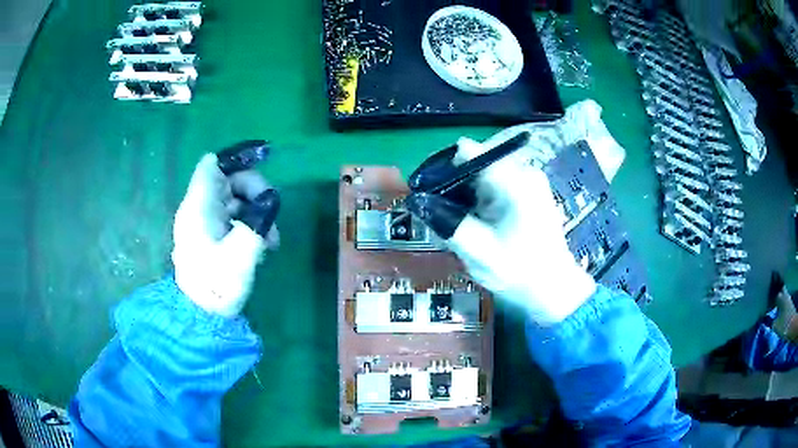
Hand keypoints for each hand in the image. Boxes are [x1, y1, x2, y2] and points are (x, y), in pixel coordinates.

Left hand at [172, 154, 278, 316]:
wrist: (203, 315)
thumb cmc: (217, 285)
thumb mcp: (241, 255)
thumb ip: (257, 222)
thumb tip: (270, 200)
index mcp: (199, 207)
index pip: (213, 166)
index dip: (237, 158)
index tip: (264, 160)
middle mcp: (199, 208)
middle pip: (228, 179)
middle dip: (254, 189)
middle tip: (273, 211)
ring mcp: (205, 222)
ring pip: (234, 199)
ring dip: (256, 211)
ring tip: (272, 239)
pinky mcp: (211, 235)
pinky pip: (232, 217)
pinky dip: (249, 224)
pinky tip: (263, 245)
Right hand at [407, 137, 595, 325]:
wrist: (554, 289)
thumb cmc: (520, 273)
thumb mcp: (479, 252)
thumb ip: (448, 223)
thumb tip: (419, 201)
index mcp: (515, 182)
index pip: (469, 151)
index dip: (444, 167)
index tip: (429, 191)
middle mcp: (524, 172)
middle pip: (475, 162)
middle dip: (454, 184)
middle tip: (441, 214)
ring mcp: (528, 181)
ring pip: (483, 174)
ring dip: (466, 194)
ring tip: (458, 222)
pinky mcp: (529, 192)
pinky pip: (495, 184)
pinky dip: (480, 199)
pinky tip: (476, 223)